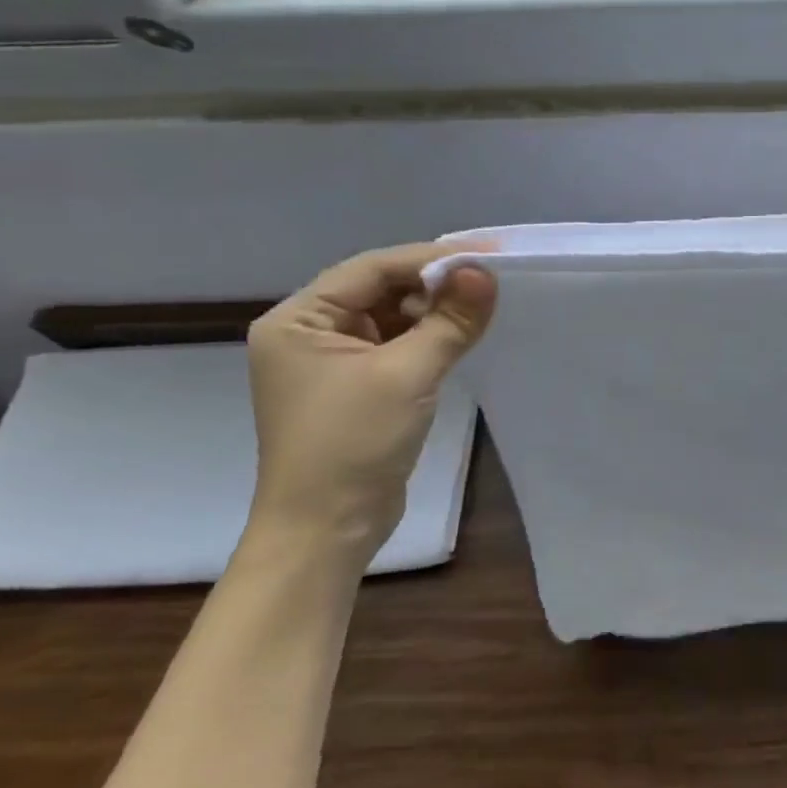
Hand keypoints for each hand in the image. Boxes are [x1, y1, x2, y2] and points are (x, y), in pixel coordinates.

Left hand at [245, 243, 495, 558]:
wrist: (326, 533)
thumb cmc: (353, 445)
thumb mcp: (408, 374)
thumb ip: (450, 319)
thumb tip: (486, 272)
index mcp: (299, 319)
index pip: (372, 269)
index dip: (430, 258)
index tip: (486, 254)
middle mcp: (308, 331)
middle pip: (380, 287)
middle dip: (433, 283)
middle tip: (488, 280)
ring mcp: (329, 359)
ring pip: (391, 314)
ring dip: (433, 309)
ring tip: (478, 307)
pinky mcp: (354, 384)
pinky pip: (395, 342)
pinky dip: (427, 335)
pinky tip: (459, 333)